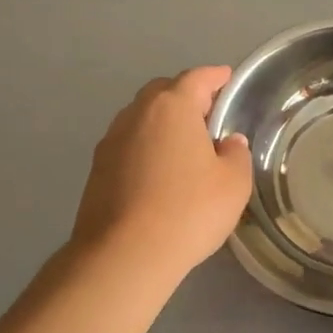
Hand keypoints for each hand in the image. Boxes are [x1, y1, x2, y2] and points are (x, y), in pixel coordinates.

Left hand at [70, 67, 251, 281]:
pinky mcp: (97, 170)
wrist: (124, 255)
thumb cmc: (188, 211)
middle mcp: (136, 115)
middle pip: (163, 92)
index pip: (196, 78)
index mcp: (172, 108)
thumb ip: (236, 154)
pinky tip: (161, 172)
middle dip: (186, 96)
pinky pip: (129, 145)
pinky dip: (147, 147)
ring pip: (142, 119)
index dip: (215, 77)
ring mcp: (111, 142)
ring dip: (164, 123)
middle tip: (209, 115)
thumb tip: (227, 143)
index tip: (227, 78)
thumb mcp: (233, 183)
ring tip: (186, 145)